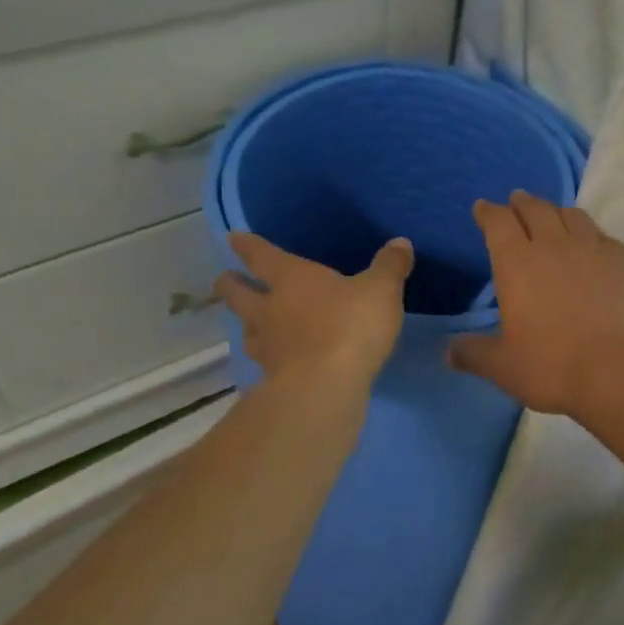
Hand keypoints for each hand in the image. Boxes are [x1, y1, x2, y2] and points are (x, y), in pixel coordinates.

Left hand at [215, 234, 412, 390]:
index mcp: (291, 278)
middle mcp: (270, 308)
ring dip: (245, 324)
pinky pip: (264, 362)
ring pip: (247, 329)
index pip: (261, 255)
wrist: (326, 386)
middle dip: (230, 285)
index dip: (247, 245)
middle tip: (223, 281)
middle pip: (240, 294)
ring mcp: (268, 346)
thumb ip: (390, 267)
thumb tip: (400, 242)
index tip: (233, 239)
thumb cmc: (351, 325)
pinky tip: (275, 362)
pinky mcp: (273, 378)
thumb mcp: (381, 290)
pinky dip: (266, 358)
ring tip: (249, 324)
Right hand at [450, 191, 623, 414]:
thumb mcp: (502, 366)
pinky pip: (603, 236)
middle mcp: (554, 245)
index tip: (482, 207)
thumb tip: (449, 351)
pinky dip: (591, 234)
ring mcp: (594, 249)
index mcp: (517, 262)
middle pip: (536, 209)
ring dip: (557, 211)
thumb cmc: (551, 366)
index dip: (488, 212)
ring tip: (553, 215)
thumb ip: (473, 353)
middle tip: (516, 200)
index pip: (498, 222)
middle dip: (522, 203)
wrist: (618, 371)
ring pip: (572, 216)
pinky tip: (593, 244)